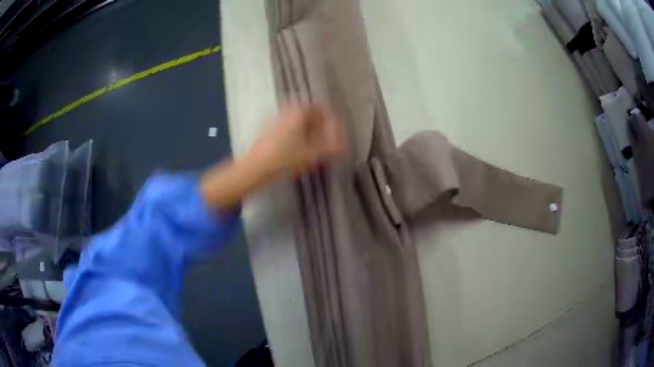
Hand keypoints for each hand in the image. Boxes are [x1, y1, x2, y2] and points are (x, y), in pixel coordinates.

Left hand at [201, 103, 345, 209]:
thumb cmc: (283, 160)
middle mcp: (286, 112)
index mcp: (298, 113)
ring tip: (316, 148)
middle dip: (321, 126)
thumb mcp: (311, 156)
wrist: (253, 170)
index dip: (332, 120)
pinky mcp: (267, 130)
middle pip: (309, 113)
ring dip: (310, 131)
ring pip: (298, 121)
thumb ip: (330, 149)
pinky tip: (299, 150)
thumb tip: (344, 148)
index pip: (321, 108)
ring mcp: (275, 120)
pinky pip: (289, 128)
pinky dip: (298, 135)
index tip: (337, 134)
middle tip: (328, 140)